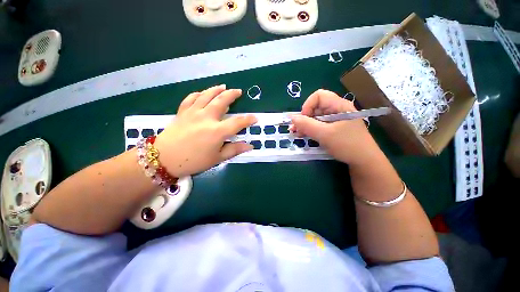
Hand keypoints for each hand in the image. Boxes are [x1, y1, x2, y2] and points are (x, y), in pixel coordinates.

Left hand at [154, 85, 256, 176]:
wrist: (164, 159)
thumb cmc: (193, 161)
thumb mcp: (217, 158)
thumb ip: (234, 150)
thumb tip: (249, 146)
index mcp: (217, 131)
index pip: (238, 122)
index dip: (248, 120)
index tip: (255, 118)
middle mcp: (207, 118)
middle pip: (222, 101)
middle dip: (232, 95)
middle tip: (238, 91)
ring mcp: (193, 112)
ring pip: (207, 95)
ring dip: (216, 90)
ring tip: (223, 86)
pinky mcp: (182, 112)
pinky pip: (191, 98)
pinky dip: (198, 94)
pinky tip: (202, 93)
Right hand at [290, 89, 380, 165]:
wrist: (364, 161)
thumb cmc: (347, 145)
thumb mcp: (325, 134)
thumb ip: (307, 125)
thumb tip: (291, 117)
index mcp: (339, 105)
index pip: (319, 96)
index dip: (308, 105)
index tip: (303, 119)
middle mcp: (336, 110)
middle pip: (315, 107)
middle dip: (303, 117)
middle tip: (294, 129)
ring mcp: (335, 120)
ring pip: (315, 117)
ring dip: (304, 124)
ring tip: (295, 133)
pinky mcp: (333, 129)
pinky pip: (318, 125)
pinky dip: (309, 129)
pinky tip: (301, 135)